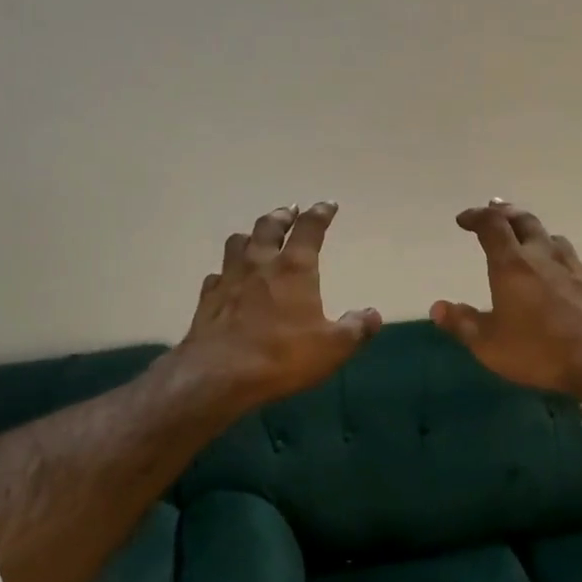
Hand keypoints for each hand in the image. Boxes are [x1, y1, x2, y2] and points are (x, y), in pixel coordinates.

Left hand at [177, 203, 381, 411]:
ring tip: (257, 236)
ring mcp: (230, 278)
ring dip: (251, 235)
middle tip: (290, 210)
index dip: (320, 213)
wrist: (220, 375)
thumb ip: (356, 328)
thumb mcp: (333, 347)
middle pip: (269, 226)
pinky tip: (228, 278)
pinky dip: (227, 270)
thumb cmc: (282, 355)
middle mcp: (260, 263)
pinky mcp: (208, 298)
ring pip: (238, 242)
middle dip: (283, 216)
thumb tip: (373, 314)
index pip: (309, 228)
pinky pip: (217, 274)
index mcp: (294, 268)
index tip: (328, 205)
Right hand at [431, 201, 581, 398]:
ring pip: (552, 237)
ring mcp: (574, 267)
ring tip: (526, 237)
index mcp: (512, 265)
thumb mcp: (490, 345)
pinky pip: (571, 259)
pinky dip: (556, 256)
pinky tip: (559, 271)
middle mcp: (543, 256)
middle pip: (524, 221)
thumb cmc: (539, 350)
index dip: (476, 217)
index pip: (491, 226)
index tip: (464, 219)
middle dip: (505, 212)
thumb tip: (437, 307)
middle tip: (494, 209)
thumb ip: (463, 323)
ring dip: (534, 232)